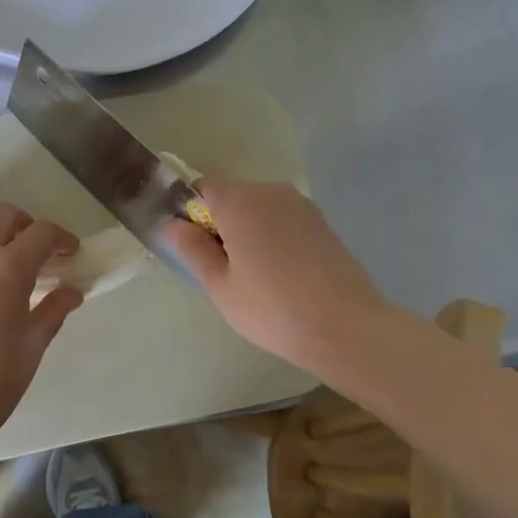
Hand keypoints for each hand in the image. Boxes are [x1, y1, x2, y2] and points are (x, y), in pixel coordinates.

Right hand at [164, 180, 389, 378]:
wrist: (344, 326)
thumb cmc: (271, 309)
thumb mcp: (220, 286)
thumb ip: (193, 249)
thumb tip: (173, 224)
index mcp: (238, 201)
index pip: (201, 190)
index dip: (192, 215)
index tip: (197, 250)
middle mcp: (269, 191)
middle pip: (232, 197)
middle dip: (222, 224)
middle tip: (226, 271)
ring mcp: (300, 204)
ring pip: (259, 209)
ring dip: (249, 231)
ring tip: (257, 276)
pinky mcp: (321, 221)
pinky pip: (283, 220)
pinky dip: (274, 237)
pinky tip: (283, 273)